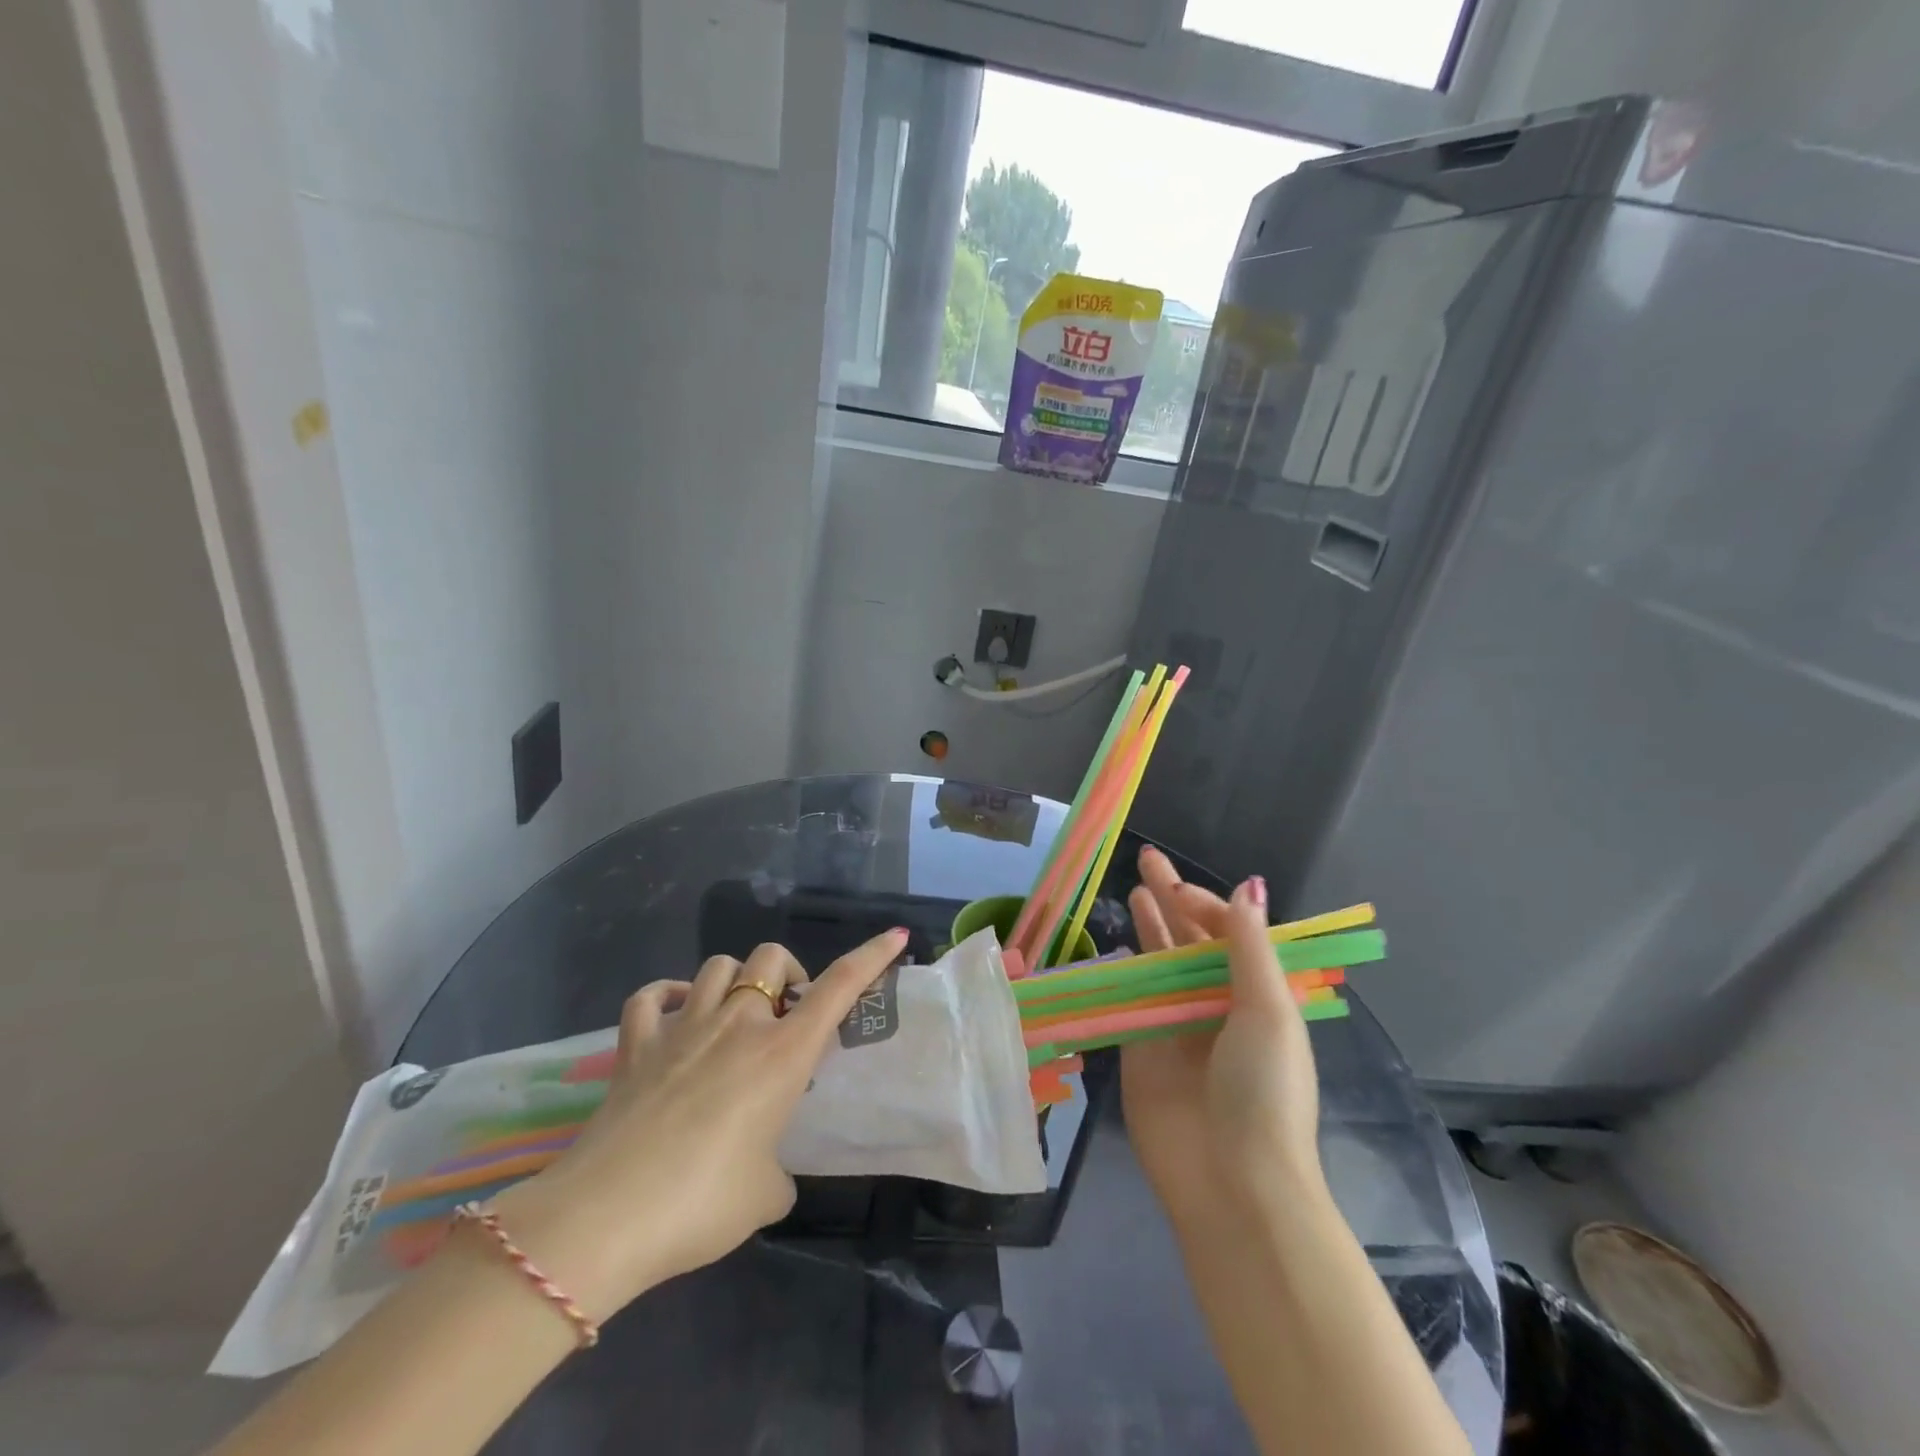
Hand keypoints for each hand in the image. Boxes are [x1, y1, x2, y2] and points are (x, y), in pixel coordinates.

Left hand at [489, 929, 907, 1318]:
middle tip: (786, 1018)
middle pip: (770, 958)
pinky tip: (674, 1012)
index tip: (896, 936)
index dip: (871, 956)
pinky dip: (667, 996)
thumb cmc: (702, 1204)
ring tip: (734, 1016)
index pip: (839, 987)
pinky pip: (651, 998)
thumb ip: (776, 1173)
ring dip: (735, 981)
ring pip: (717, 966)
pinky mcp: (635, 1046)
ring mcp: (682, 1029)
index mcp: (782, 1054)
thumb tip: (766, 1174)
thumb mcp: (764, 1196)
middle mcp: (737, 1026)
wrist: (605, 1220)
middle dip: (787, 975)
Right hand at [1122, 848, 1322, 1225]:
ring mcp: (1177, 1026)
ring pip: (1159, 963)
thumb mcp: (1268, 1010)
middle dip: (1172, 898)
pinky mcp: (1142, 1049)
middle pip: (1191, 940)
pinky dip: (1123, 970)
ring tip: (1134, 889)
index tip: (1177, 889)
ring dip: (1150, 927)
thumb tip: (1249, 886)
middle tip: (1146, 859)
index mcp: (1257, 996)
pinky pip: (1131, 1000)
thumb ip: (1249, 946)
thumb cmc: (1262, 1090)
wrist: (1231, 1182)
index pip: (1230, 933)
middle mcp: (1217, 1005)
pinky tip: (1115, 943)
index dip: (1206, 904)